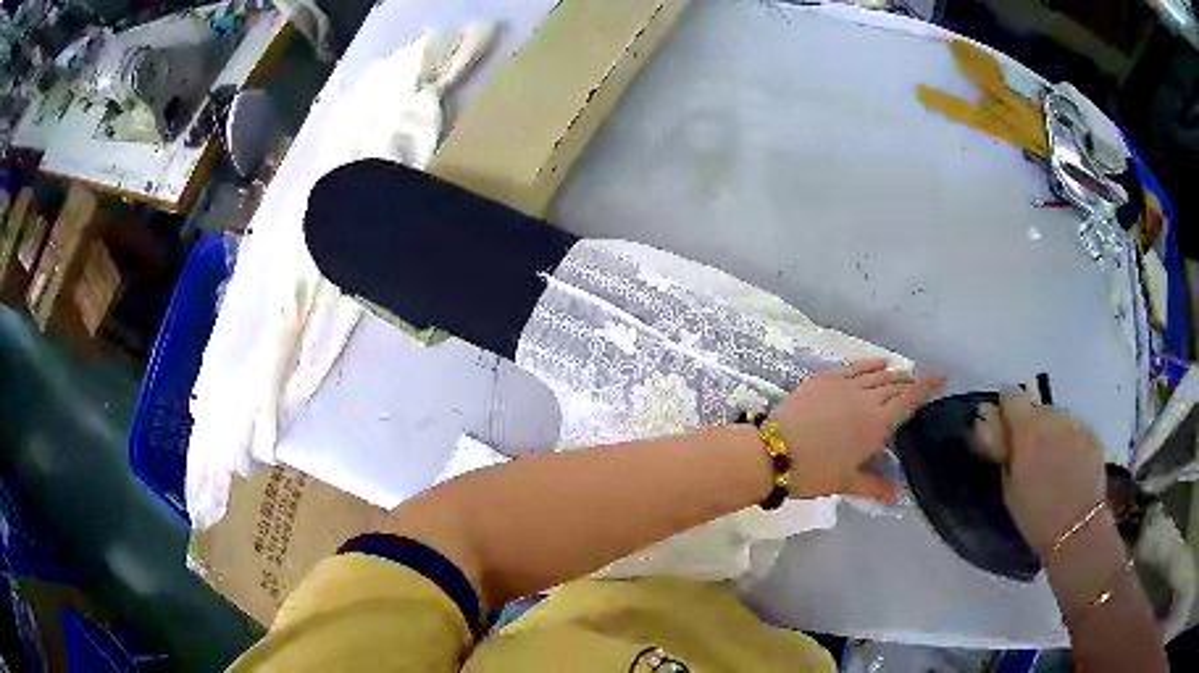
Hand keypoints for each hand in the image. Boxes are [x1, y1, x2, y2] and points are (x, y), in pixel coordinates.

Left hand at [770, 358, 942, 502]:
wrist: (774, 452)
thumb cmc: (814, 472)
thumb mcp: (847, 482)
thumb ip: (875, 487)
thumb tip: (898, 498)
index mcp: (877, 424)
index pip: (909, 399)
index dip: (927, 387)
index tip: (941, 378)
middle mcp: (867, 398)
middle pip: (895, 384)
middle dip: (910, 383)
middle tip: (918, 385)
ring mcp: (845, 384)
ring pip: (877, 374)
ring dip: (893, 373)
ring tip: (902, 375)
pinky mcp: (825, 378)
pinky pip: (855, 366)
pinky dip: (870, 364)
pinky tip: (878, 363)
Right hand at [988, 389, 1107, 553]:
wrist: (1078, 527)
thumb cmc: (1036, 516)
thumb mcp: (1009, 489)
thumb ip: (1004, 453)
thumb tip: (995, 431)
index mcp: (1027, 428)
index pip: (1011, 397)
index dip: (1004, 406)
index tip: (1000, 422)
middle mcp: (1052, 416)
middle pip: (1036, 408)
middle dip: (1029, 424)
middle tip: (1026, 452)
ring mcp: (1075, 422)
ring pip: (1056, 418)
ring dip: (1049, 432)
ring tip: (1049, 461)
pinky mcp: (1091, 433)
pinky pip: (1073, 429)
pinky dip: (1067, 441)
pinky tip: (1067, 466)